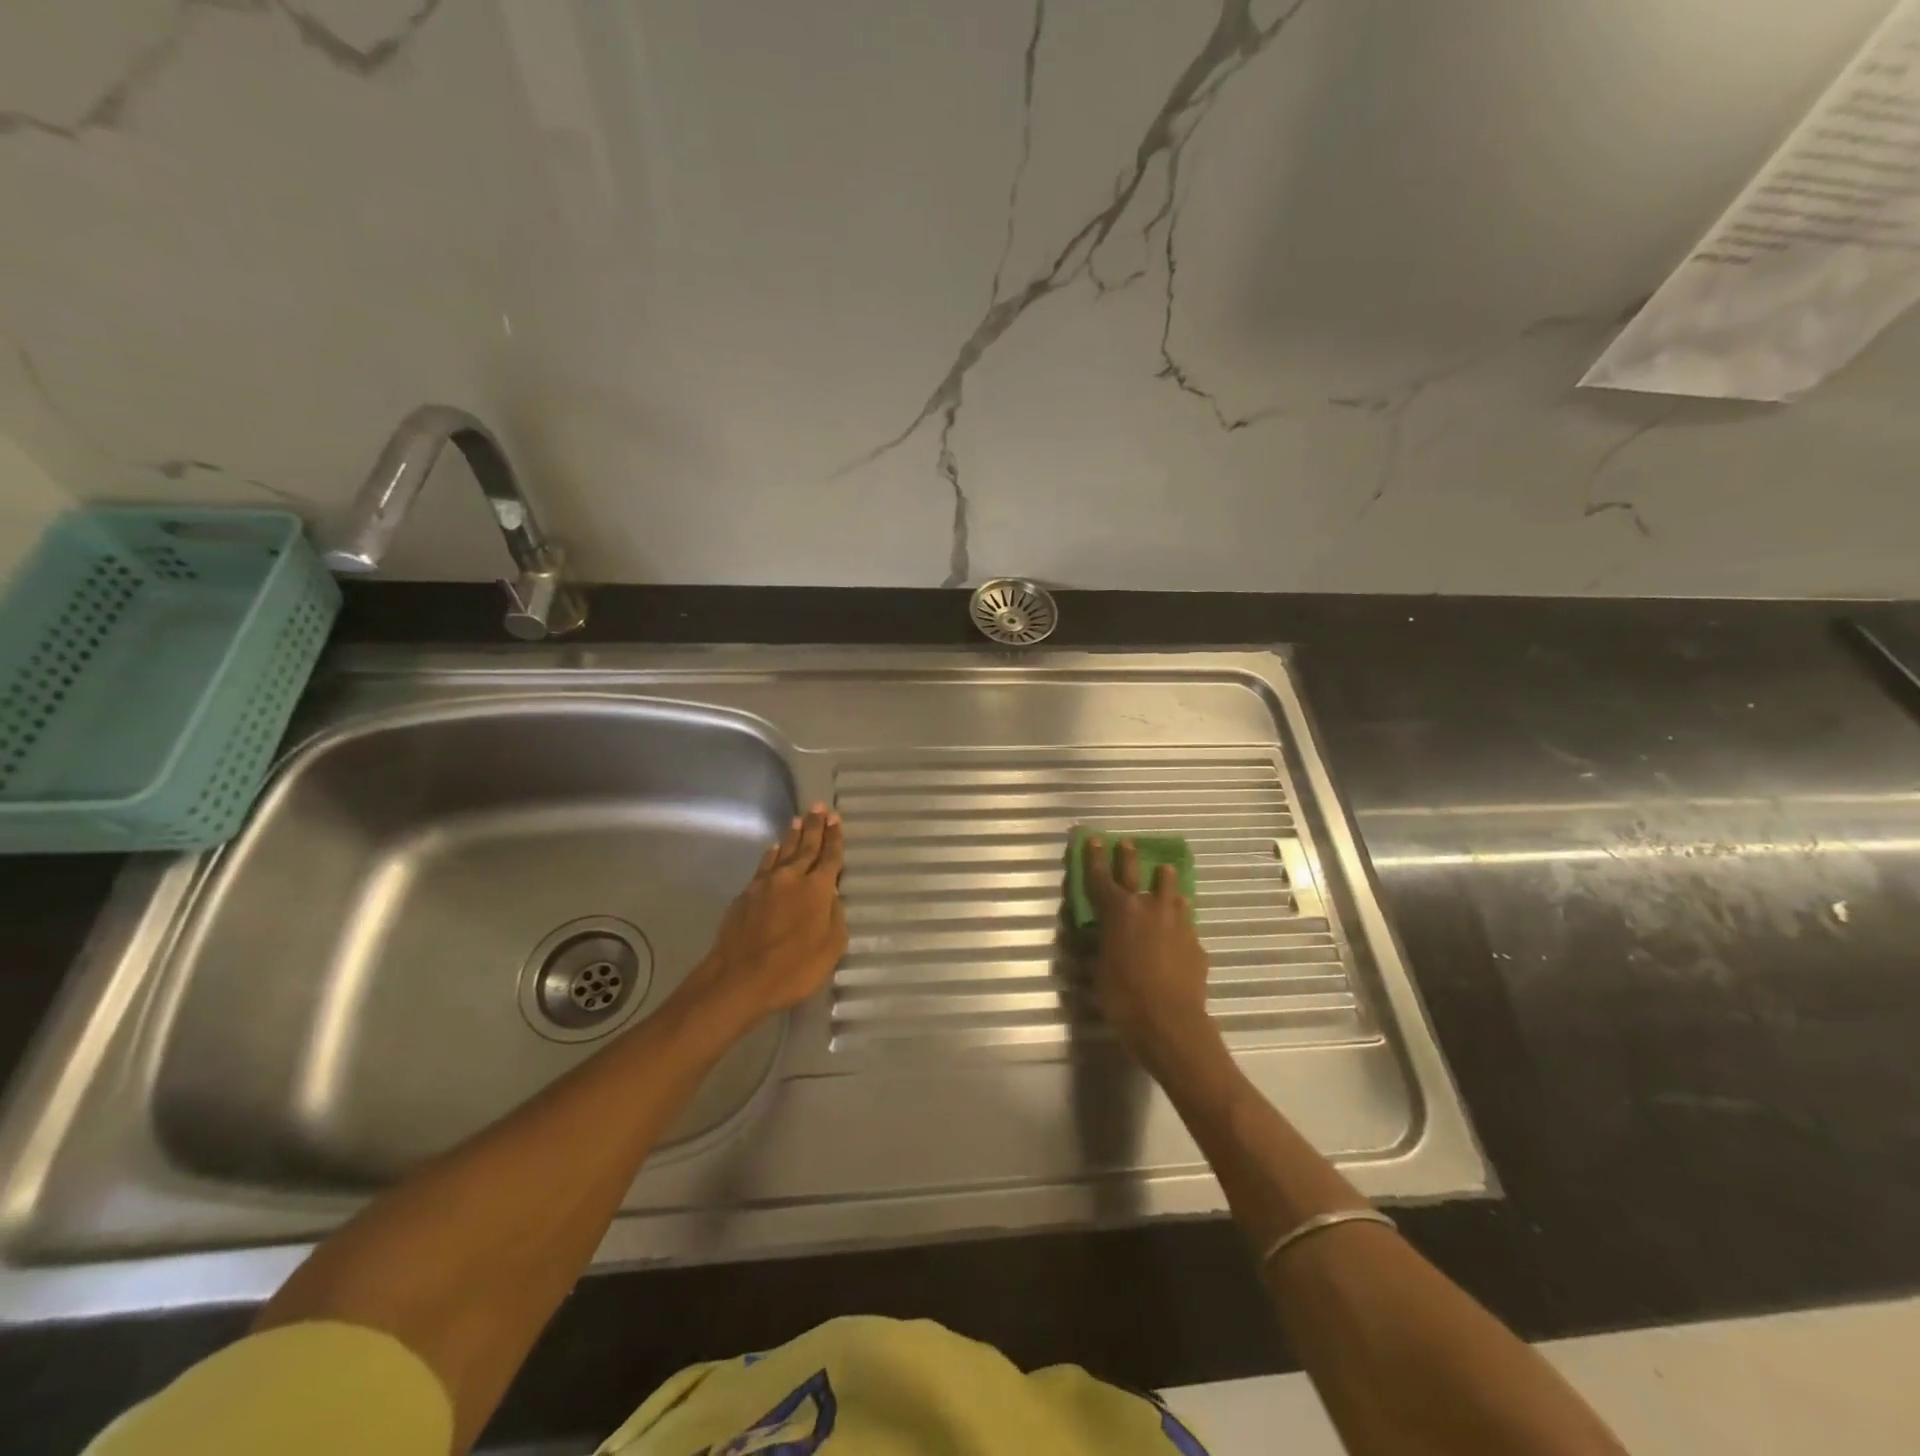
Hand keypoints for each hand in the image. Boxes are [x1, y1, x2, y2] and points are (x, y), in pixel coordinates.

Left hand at [680, 805, 847, 1032]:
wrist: (739, 978)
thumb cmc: (794, 968)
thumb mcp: (831, 948)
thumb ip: (835, 917)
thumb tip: (831, 897)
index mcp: (818, 889)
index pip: (830, 857)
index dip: (835, 838)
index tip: (836, 819)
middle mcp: (792, 878)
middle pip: (806, 846)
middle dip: (815, 826)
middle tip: (819, 806)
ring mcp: (765, 884)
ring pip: (783, 852)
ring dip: (793, 836)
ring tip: (798, 820)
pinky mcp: (746, 894)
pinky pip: (764, 865)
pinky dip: (772, 854)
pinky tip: (773, 849)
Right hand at [1083, 836, 1220, 1076]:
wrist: (1171, 1024)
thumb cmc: (1123, 998)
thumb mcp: (1099, 970)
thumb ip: (1101, 945)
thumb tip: (1099, 935)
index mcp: (1118, 911)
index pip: (1101, 877)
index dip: (1095, 858)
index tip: (1095, 839)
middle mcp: (1148, 908)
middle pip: (1137, 873)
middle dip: (1129, 857)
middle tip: (1127, 843)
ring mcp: (1176, 923)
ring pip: (1171, 892)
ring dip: (1165, 883)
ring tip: (1164, 875)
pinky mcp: (1195, 943)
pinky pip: (1185, 921)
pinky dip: (1178, 918)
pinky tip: (1178, 924)